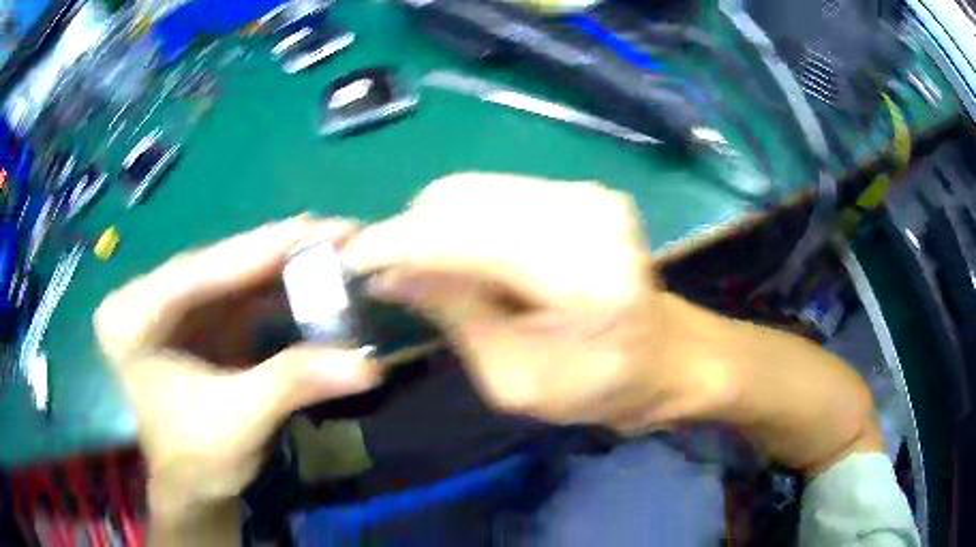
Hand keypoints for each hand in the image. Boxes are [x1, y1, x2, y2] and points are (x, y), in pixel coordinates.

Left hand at [94, 217, 378, 539]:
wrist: (191, 489)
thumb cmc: (195, 461)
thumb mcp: (239, 423)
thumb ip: (294, 384)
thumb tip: (370, 365)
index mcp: (131, 317)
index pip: (195, 273)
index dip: (256, 250)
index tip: (311, 227)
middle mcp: (148, 299)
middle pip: (217, 267)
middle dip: (277, 253)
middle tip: (337, 234)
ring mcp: (174, 309)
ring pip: (233, 278)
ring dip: (283, 269)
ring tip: (334, 253)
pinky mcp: (198, 323)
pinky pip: (240, 298)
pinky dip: (277, 294)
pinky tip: (312, 284)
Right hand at [343, 173, 881, 475]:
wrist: (671, 358)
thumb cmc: (603, 387)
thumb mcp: (516, 379)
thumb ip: (454, 317)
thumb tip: (392, 273)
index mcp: (578, 271)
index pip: (459, 234)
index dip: (395, 243)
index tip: (351, 259)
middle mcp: (582, 210)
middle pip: (458, 197)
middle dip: (412, 234)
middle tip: (393, 278)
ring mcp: (585, 192)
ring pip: (471, 190)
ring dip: (436, 228)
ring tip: (429, 273)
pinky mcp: (582, 192)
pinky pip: (496, 195)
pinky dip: (465, 223)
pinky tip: (466, 259)